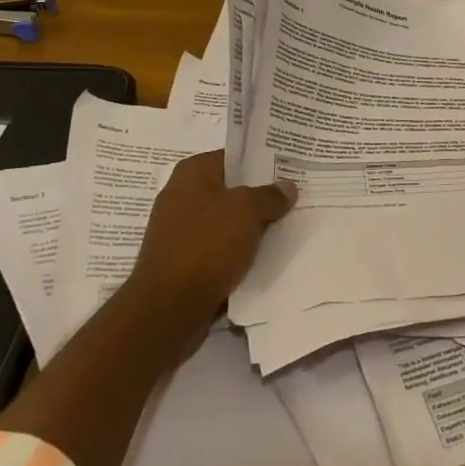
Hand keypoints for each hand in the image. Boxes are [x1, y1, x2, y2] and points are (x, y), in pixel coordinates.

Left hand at [123, 152, 296, 334]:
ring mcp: (180, 229)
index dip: (264, 161)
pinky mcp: (184, 259)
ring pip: (227, 220)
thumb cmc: (206, 245)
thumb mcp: (246, 211)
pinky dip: (239, 249)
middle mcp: (182, 195)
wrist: (168, 308)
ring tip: (287, 225)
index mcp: (192, 172)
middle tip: (296, 197)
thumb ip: (270, 195)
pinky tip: (264, 254)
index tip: (292, 168)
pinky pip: (219, 245)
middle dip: (261, 194)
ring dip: (252, 225)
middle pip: (232, 188)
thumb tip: (287, 186)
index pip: (235, 157)